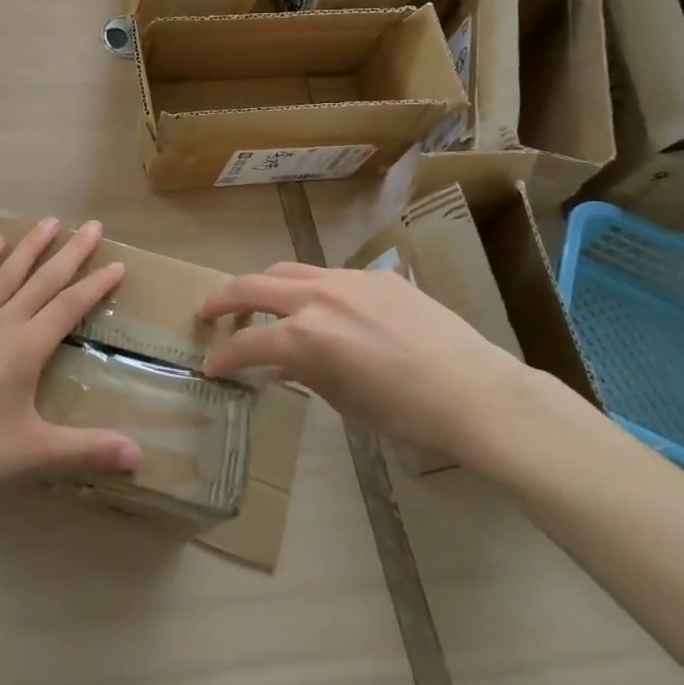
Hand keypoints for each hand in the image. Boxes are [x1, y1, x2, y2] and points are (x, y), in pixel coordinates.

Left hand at [0, 217, 142, 509]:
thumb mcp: (35, 454)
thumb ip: (88, 449)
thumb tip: (139, 455)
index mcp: (26, 348)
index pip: (70, 307)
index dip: (96, 285)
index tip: (118, 264)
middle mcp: (0, 324)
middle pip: (42, 281)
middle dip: (70, 252)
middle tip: (91, 225)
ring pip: (5, 275)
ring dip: (29, 247)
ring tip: (48, 221)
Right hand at [197, 263, 530, 467]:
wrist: (477, 393)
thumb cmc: (407, 414)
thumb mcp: (344, 401)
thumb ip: (303, 373)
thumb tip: (279, 363)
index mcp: (306, 336)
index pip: (247, 343)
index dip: (224, 357)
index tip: (211, 367)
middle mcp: (318, 297)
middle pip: (252, 285)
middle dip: (222, 299)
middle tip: (207, 312)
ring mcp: (347, 279)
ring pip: (288, 270)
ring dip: (264, 286)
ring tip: (258, 302)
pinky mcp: (375, 276)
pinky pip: (329, 276)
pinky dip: (310, 289)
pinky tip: (324, 310)